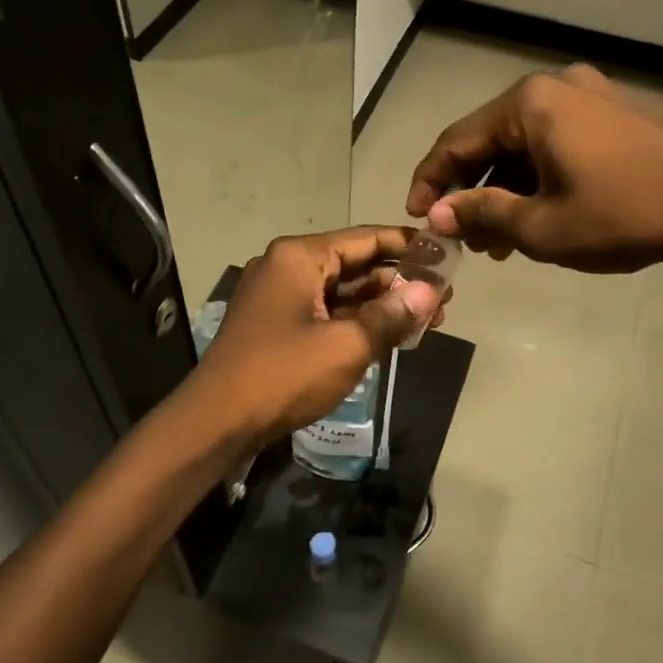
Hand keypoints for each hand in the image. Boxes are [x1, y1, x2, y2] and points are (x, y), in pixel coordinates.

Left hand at [190, 227, 445, 444]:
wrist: (216, 423)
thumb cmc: (283, 375)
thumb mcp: (346, 345)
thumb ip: (391, 315)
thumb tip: (431, 292)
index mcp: (299, 257)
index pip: (365, 239)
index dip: (407, 245)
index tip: (445, 254)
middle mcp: (287, 267)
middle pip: (355, 264)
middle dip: (399, 281)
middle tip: (446, 297)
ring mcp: (280, 298)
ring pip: (342, 292)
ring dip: (382, 305)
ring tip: (429, 319)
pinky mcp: (278, 326)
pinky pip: (327, 313)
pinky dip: (358, 322)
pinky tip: (392, 335)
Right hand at [406, 64, 662, 273]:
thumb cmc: (622, 215)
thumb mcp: (541, 227)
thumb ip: (481, 213)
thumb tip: (438, 213)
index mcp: (529, 104)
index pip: (457, 141)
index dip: (430, 181)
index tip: (416, 217)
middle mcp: (556, 87)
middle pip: (491, 140)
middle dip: (472, 191)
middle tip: (464, 237)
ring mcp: (591, 95)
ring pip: (526, 144)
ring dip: (506, 189)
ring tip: (501, 240)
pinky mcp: (616, 113)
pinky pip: (558, 143)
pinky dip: (539, 177)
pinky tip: (540, 215)